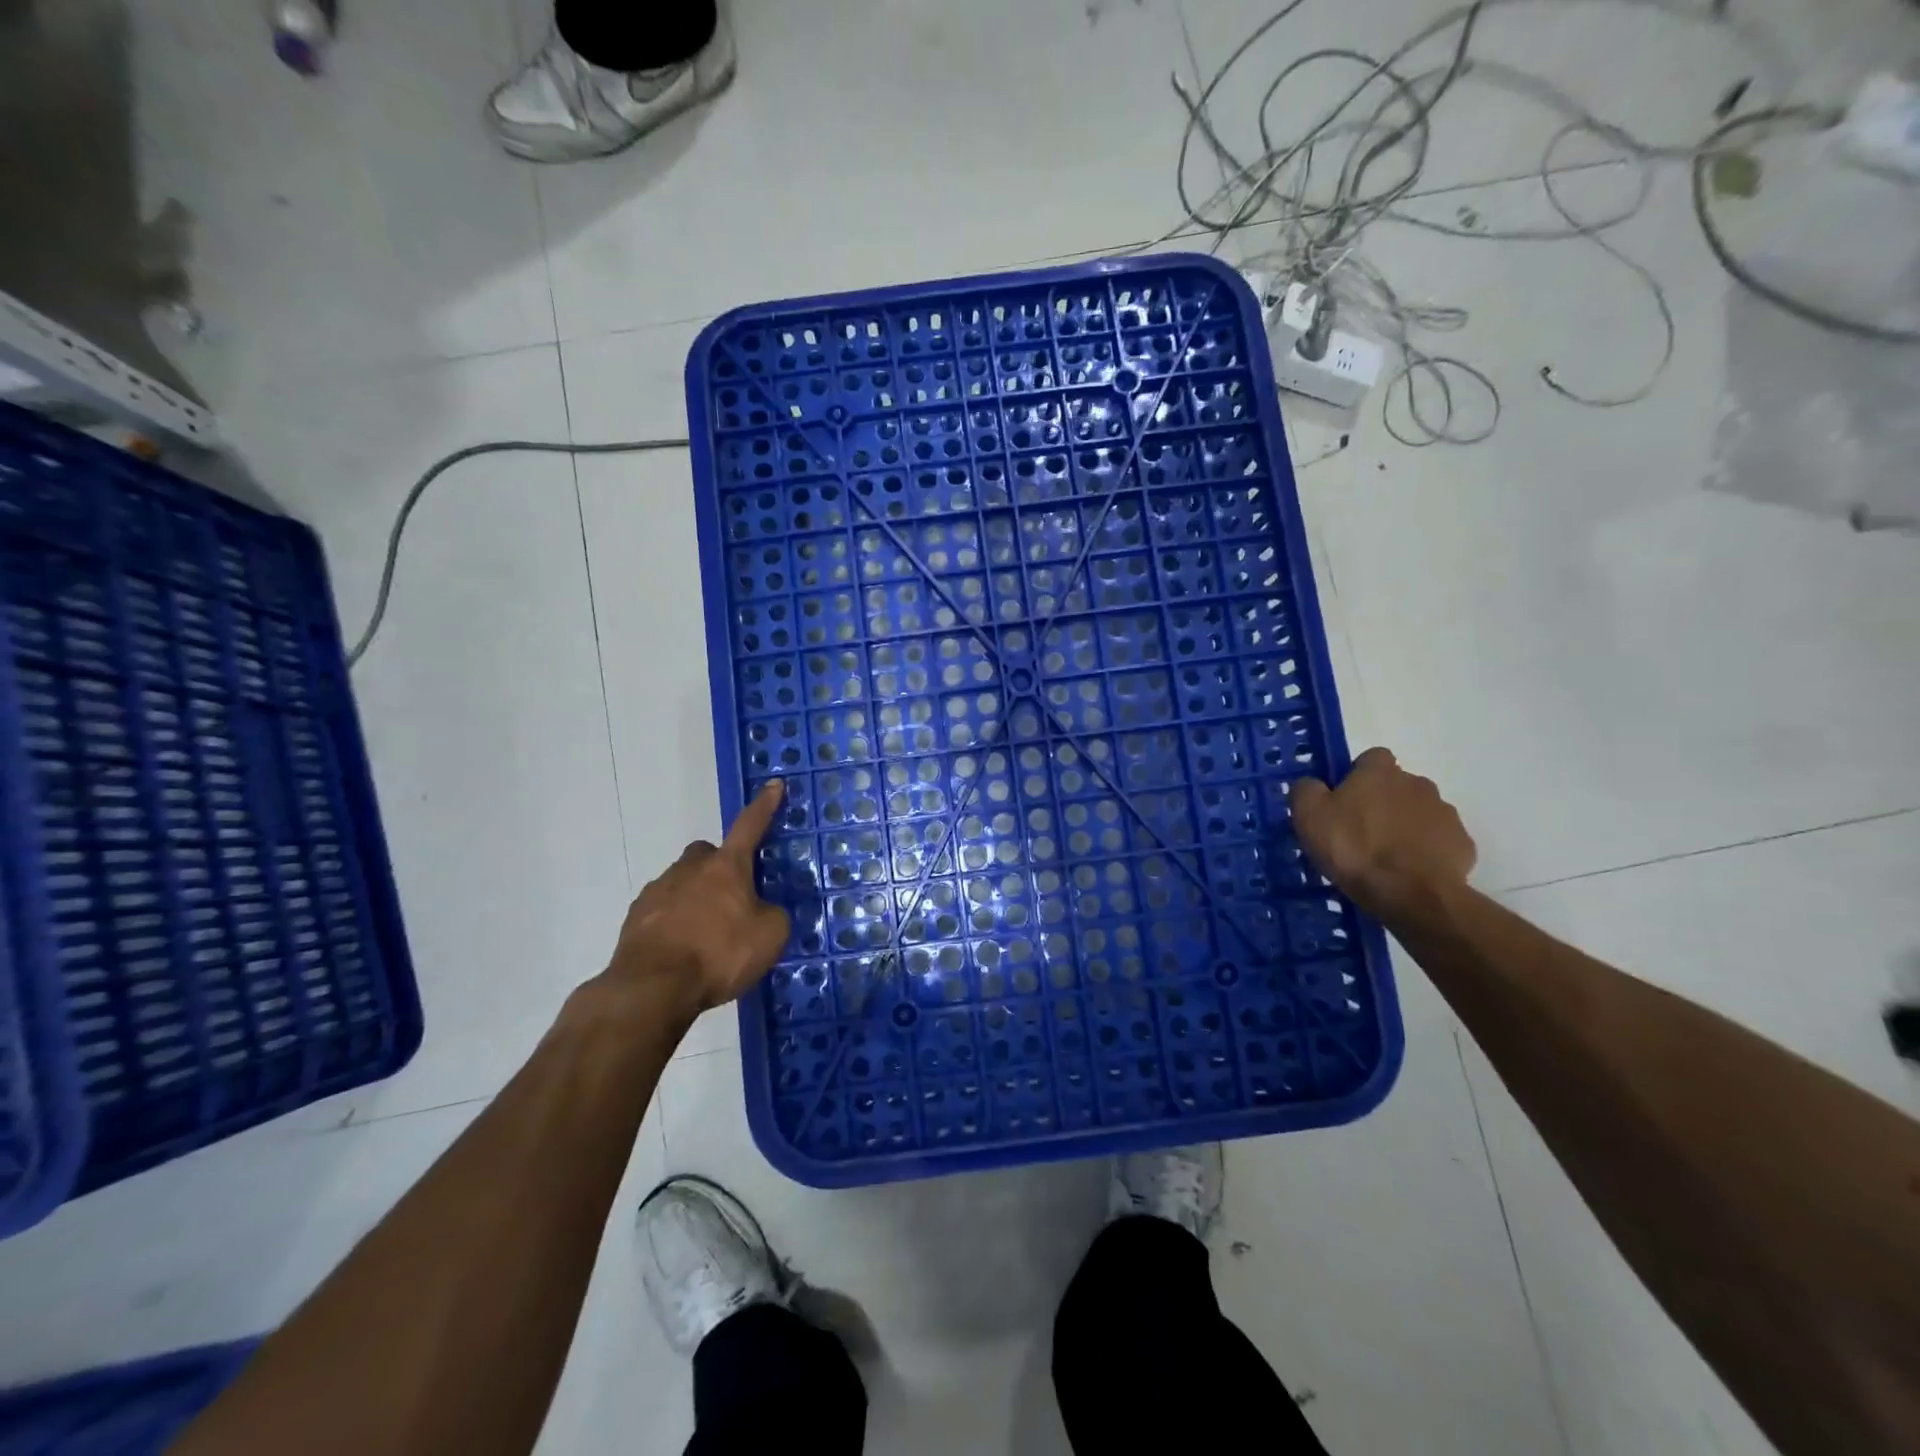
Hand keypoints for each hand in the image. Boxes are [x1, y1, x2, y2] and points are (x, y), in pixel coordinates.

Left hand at [598, 781, 791, 1024]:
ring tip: (707, 934)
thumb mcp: (769, 937)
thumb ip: (772, 915)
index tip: (773, 785)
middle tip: (732, 896)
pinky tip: (682, 949)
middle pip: (707, 854)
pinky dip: (674, 922)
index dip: (764, 806)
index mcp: (727, 866)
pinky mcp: (635, 918)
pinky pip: (662, 910)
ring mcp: (657, 891)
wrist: (652, 987)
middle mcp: (690, 869)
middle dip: (719, 866)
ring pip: (682, 882)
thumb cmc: (719, 954)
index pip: (750, 826)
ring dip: (695, 898)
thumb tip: (763, 910)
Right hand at [1290, 748, 1475, 920]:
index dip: (1355, 776)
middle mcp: (1417, 783)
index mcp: (1380, 772)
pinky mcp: (1462, 844)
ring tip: (1385, 857)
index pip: (1370, 758)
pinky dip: (1425, 851)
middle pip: (1396, 786)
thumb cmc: (1354, 848)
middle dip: (1382, 803)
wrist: (1412, 894)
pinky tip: (1409, 872)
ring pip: (1419, 813)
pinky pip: (1438, 841)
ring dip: (1404, 826)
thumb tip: (1312, 784)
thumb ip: (1306, 790)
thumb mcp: (1309, 816)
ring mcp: (1445, 813)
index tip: (1342, 801)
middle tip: (1360, 833)